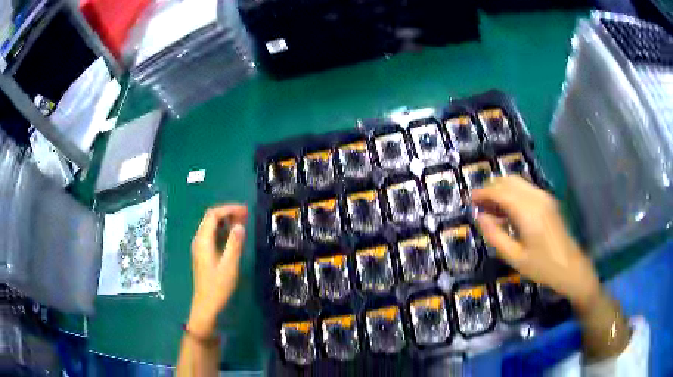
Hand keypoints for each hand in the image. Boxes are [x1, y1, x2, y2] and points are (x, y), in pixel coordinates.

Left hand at [187, 205, 247, 338]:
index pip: (213, 215)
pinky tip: (233, 235)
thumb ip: (234, 244)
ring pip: (211, 226)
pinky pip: (212, 234)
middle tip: (245, 214)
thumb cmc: (218, 286)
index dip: (229, 209)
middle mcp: (199, 240)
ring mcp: (200, 246)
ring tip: (242, 221)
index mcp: (203, 240)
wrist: (206, 304)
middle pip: (210, 218)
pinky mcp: (203, 253)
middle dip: (227, 212)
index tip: (245, 211)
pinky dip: (223, 230)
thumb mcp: (229, 265)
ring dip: (225, 221)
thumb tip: (240, 226)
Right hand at [471, 176, 600, 312]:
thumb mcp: (514, 257)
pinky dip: (512, 194)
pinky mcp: (548, 201)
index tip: (470, 199)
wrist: (570, 268)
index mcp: (528, 212)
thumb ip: (495, 235)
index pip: (500, 191)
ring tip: (491, 209)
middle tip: (479, 204)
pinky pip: (526, 189)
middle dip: (491, 188)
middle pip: (509, 180)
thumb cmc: (542, 267)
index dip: (483, 192)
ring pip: (517, 182)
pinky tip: (508, 212)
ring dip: (502, 190)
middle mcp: (537, 198)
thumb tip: (480, 217)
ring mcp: (544, 197)